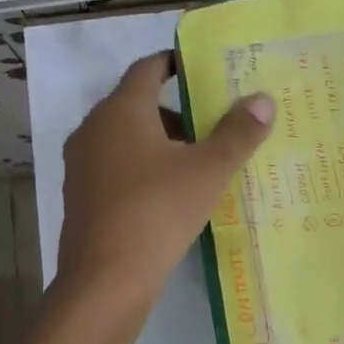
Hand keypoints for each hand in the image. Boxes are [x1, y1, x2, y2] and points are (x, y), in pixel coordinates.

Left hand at [55, 52, 273, 309]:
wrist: (106, 279)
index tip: (203, 70)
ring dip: (160, 144)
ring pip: (126, 140)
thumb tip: (263, 99)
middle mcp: (93, 129)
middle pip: (138, 105)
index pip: (148, 68)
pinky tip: (169, 196)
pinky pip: (116, 169)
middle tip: (214, 126)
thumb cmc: (158, 211)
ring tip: (198, 165)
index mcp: (121, 110)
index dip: (175, 64)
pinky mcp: (80, 197)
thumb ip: (237, 133)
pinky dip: (142, 170)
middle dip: (176, 112)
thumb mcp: (208, 171)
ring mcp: (81, 165)